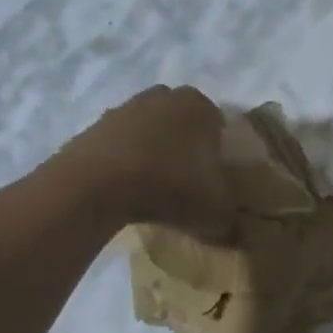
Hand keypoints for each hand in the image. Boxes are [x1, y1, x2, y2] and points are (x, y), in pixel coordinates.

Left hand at [58, 85, 234, 239]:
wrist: (95, 184)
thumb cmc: (169, 186)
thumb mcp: (213, 213)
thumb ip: (229, 221)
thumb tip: (237, 233)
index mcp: (201, 108)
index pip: (218, 123)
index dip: (218, 150)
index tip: (215, 176)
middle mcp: (165, 98)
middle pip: (182, 119)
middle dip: (186, 142)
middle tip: (188, 176)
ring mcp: (127, 107)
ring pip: (150, 126)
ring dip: (154, 148)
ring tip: (156, 183)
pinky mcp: (96, 124)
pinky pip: (121, 140)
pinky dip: (126, 157)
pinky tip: (127, 185)